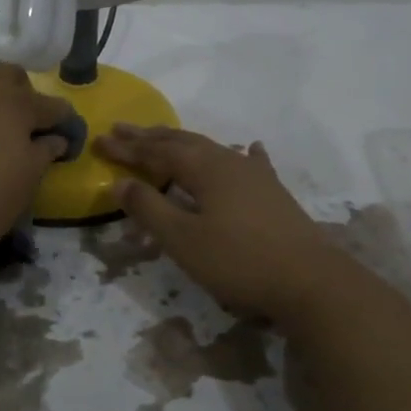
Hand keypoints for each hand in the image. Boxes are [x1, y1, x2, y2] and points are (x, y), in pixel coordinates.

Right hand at [96, 125, 346, 322]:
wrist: (311, 282)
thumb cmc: (239, 261)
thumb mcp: (183, 239)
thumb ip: (149, 209)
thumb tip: (119, 181)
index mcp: (205, 169)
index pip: (156, 152)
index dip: (126, 148)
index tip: (99, 141)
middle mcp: (229, 162)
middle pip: (182, 142)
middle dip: (149, 137)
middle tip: (121, 128)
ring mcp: (255, 176)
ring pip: (212, 148)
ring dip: (182, 142)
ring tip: (164, 138)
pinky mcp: (273, 193)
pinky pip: (248, 163)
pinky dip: (240, 153)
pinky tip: (249, 147)